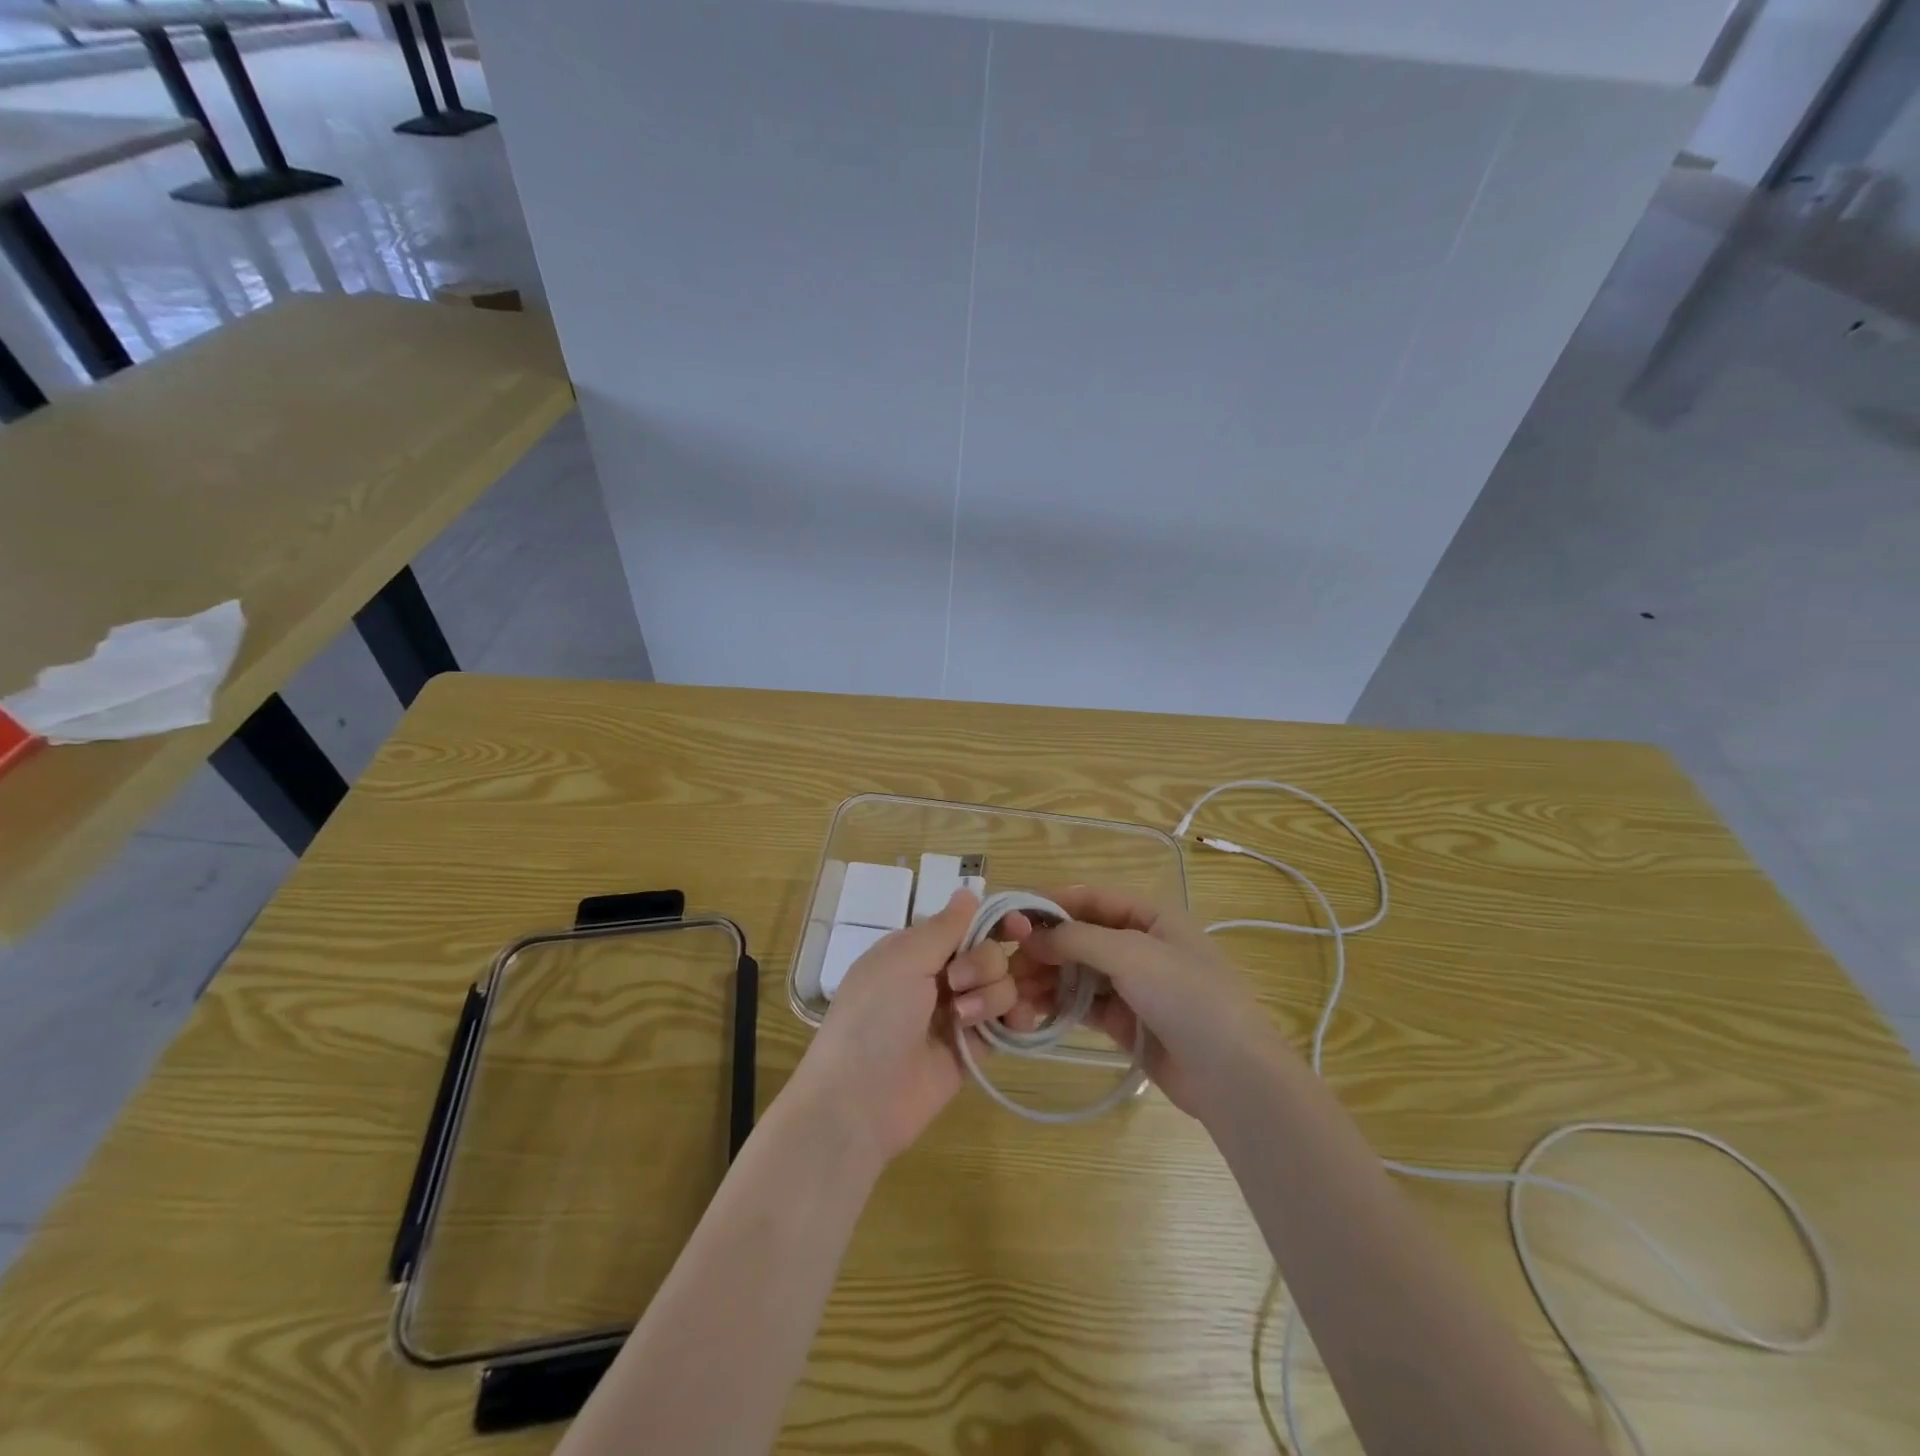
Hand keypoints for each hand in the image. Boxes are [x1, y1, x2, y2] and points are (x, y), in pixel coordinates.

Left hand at [790, 890, 1032, 1162]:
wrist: (859, 1102)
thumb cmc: (873, 1018)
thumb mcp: (902, 961)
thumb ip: (944, 928)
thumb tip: (968, 890)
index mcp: (915, 950)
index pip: (965, 924)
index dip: (995, 922)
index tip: (1020, 927)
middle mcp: (938, 976)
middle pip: (990, 952)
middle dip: (983, 964)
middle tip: (956, 985)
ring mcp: (957, 1014)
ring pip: (1002, 986)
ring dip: (993, 996)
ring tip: (965, 1020)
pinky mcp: (974, 1049)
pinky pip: (1006, 1023)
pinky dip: (1016, 1019)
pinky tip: (1016, 1024)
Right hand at [1010, 885, 1289, 1119]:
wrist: (1232, 1076)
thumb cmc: (1186, 996)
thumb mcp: (1131, 954)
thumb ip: (1077, 939)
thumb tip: (1030, 934)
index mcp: (1151, 916)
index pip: (1092, 898)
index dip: (1052, 903)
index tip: (1012, 915)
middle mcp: (1141, 946)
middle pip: (1081, 937)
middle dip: (1045, 947)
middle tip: (1007, 963)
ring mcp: (1134, 986)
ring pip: (1079, 972)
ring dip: (1047, 978)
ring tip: (1013, 991)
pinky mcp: (1126, 1023)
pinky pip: (1084, 1005)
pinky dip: (1059, 1005)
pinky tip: (1032, 1010)